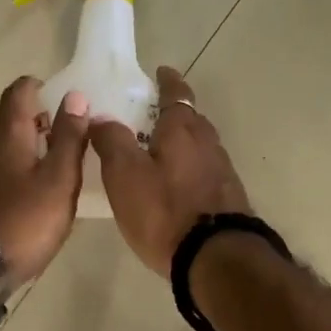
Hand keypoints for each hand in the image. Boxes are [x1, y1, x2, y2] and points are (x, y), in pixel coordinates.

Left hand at [0, 78, 90, 287]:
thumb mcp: (59, 180)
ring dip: (19, 151)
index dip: (37, 87)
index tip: (56, 96)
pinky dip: (5, 174)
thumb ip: (69, 138)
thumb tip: (75, 96)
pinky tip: (19, 199)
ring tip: (44, 173)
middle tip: (61, 141)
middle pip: (7, 122)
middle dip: (34, 124)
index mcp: (7, 134)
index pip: (18, 92)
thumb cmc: (23, 221)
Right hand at [89, 67, 251, 276]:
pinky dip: (190, 170)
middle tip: (151, 116)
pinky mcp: (228, 199)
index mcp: (183, 131)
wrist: (216, 259)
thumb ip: (112, 142)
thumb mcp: (125, 176)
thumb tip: (101, 117)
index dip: (168, 82)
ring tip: (160, 153)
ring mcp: (223, 173)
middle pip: (192, 120)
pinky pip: (205, 172)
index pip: (177, 94)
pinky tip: (177, 186)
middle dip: (174, 114)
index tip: (161, 72)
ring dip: (183, 144)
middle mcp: (208, 145)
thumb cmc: (165, 212)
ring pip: (200, 147)